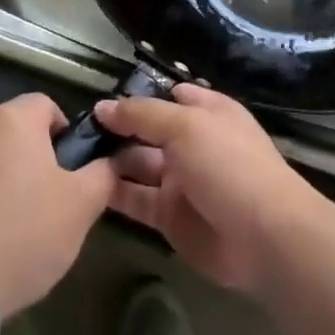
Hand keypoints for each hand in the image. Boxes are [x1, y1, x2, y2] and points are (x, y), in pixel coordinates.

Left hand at [0, 94, 114, 319]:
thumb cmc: (23, 234)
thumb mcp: (81, 208)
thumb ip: (102, 174)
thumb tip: (110, 160)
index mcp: (12, 119)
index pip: (46, 105)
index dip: (63, 134)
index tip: (69, 173)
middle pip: (12, 129)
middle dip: (29, 157)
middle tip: (44, 202)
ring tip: (6, 224)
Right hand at [94, 84, 326, 296]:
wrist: (264, 237)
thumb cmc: (229, 165)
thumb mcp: (185, 125)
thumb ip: (141, 114)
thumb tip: (103, 106)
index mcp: (207, 113)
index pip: (168, 96)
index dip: (138, 96)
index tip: (100, 98)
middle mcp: (192, 143)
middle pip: (148, 131)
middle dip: (116, 128)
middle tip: (72, 129)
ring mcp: (181, 181)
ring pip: (137, 164)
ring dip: (109, 159)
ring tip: (69, 155)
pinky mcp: (170, 216)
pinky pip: (135, 199)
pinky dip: (112, 192)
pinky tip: (83, 184)